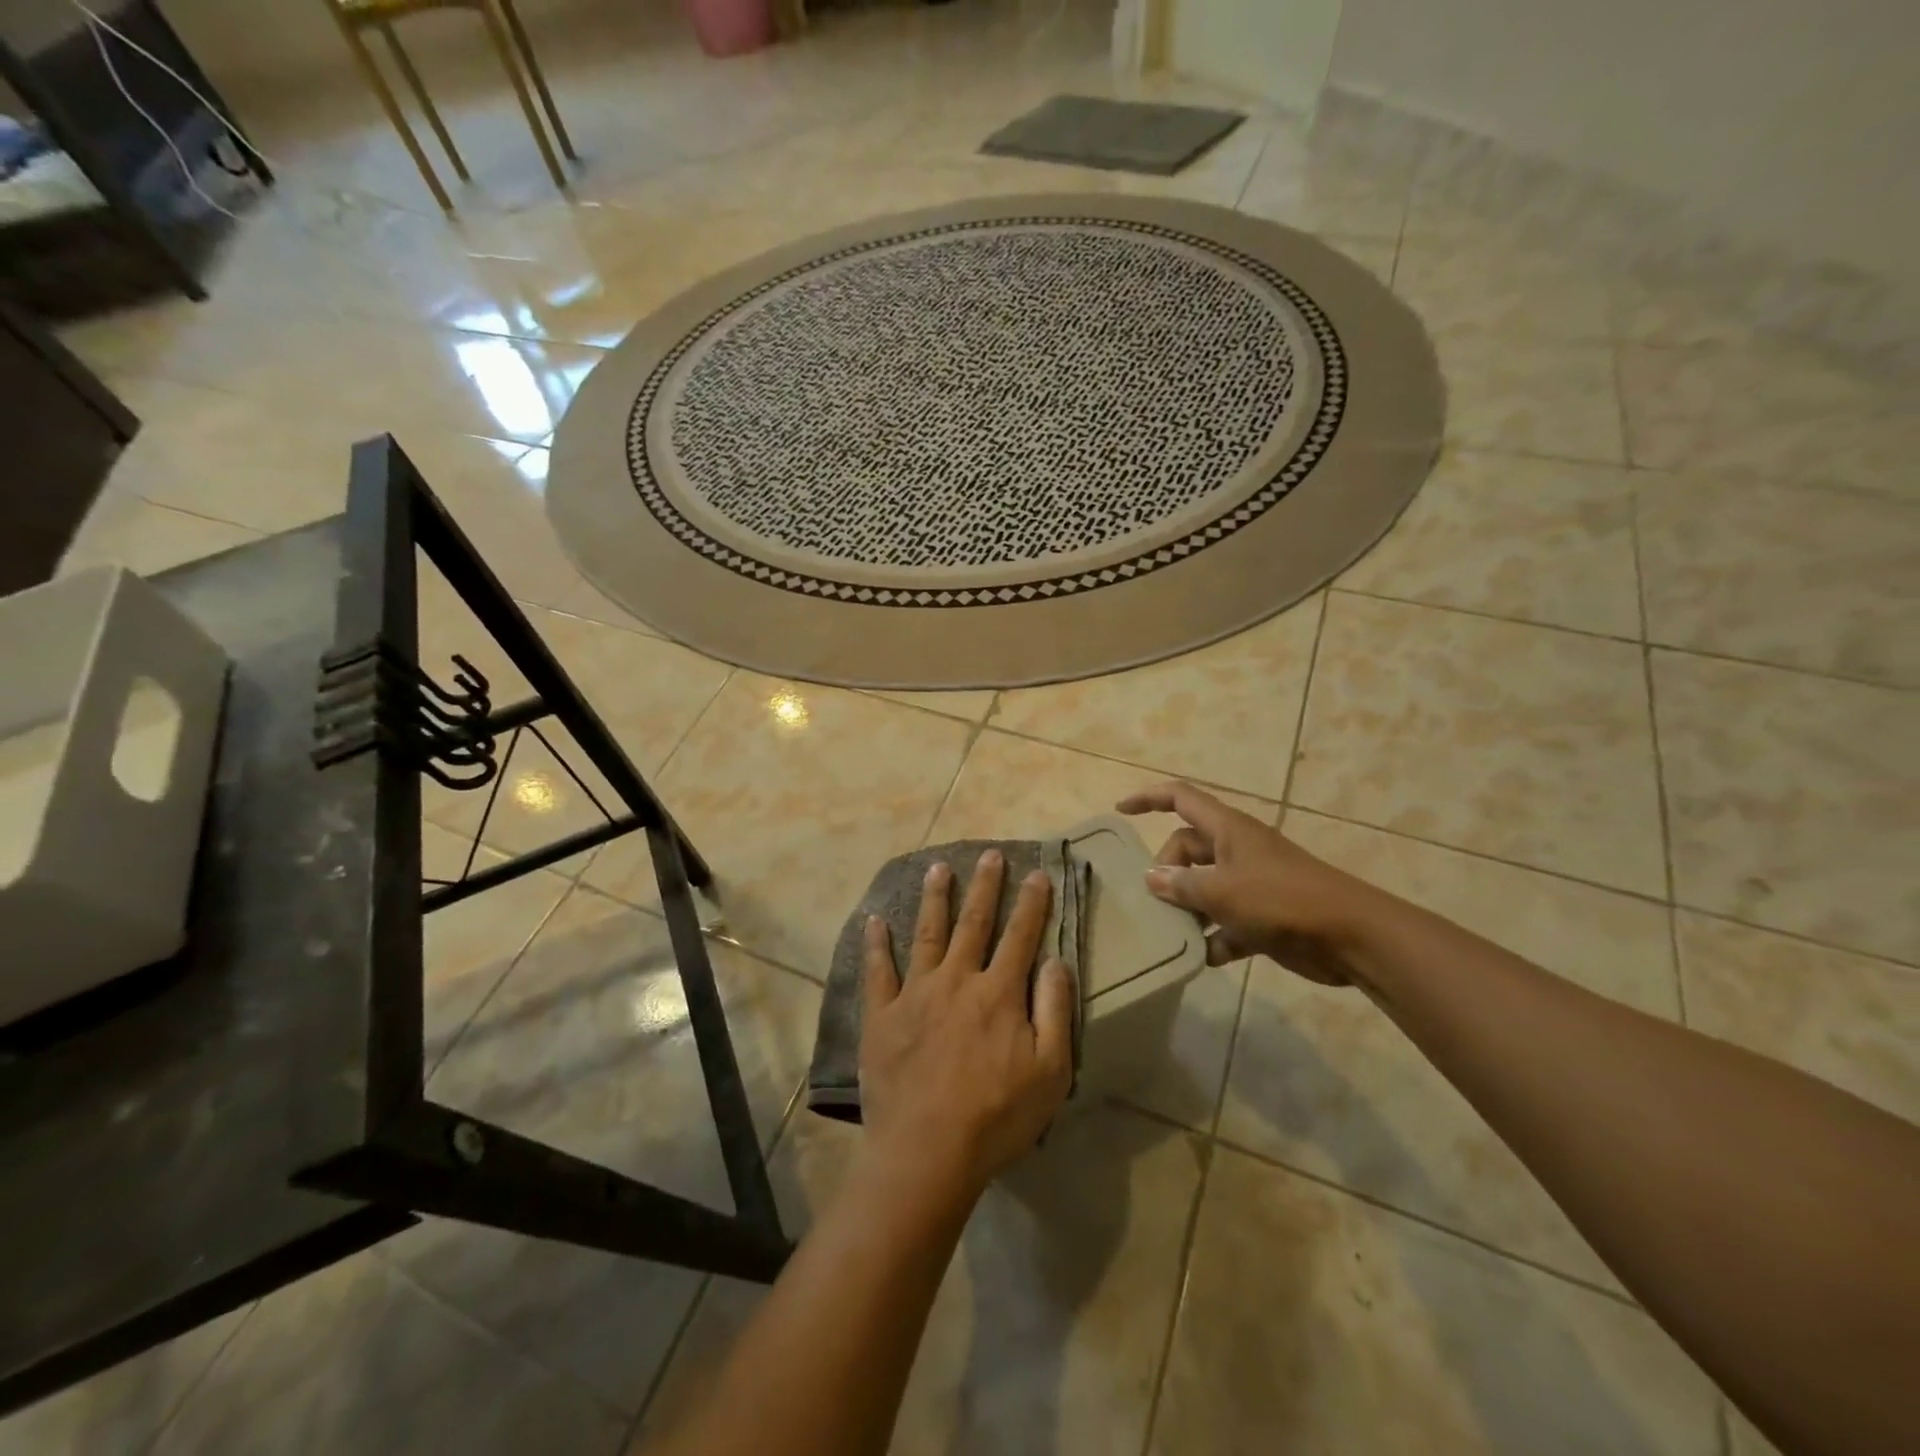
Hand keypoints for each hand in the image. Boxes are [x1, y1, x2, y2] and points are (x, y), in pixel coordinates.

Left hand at [859, 850, 1074, 1195]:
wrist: (926, 1152)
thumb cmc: (996, 1117)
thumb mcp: (1050, 1072)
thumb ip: (1055, 1011)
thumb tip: (1056, 960)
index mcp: (998, 993)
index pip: (1020, 937)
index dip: (1031, 903)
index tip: (1036, 873)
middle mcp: (956, 980)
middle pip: (974, 923)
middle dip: (985, 886)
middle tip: (989, 854)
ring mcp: (915, 994)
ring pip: (927, 934)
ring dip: (935, 898)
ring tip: (938, 867)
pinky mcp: (882, 1015)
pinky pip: (878, 971)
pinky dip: (876, 944)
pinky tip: (874, 921)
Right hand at [1116, 782, 1372, 984]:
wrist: (1349, 936)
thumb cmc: (1281, 900)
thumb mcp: (1222, 890)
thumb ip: (1181, 885)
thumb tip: (1151, 878)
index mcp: (1227, 830)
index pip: (1180, 798)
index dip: (1149, 798)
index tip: (1120, 810)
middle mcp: (1236, 850)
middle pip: (1187, 848)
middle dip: (1167, 871)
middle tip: (1158, 900)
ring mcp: (1251, 883)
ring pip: (1204, 887)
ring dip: (1187, 909)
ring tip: (1169, 932)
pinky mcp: (1263, 916)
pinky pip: (1226, 922)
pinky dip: (1214, 937)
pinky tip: (1202, 957)